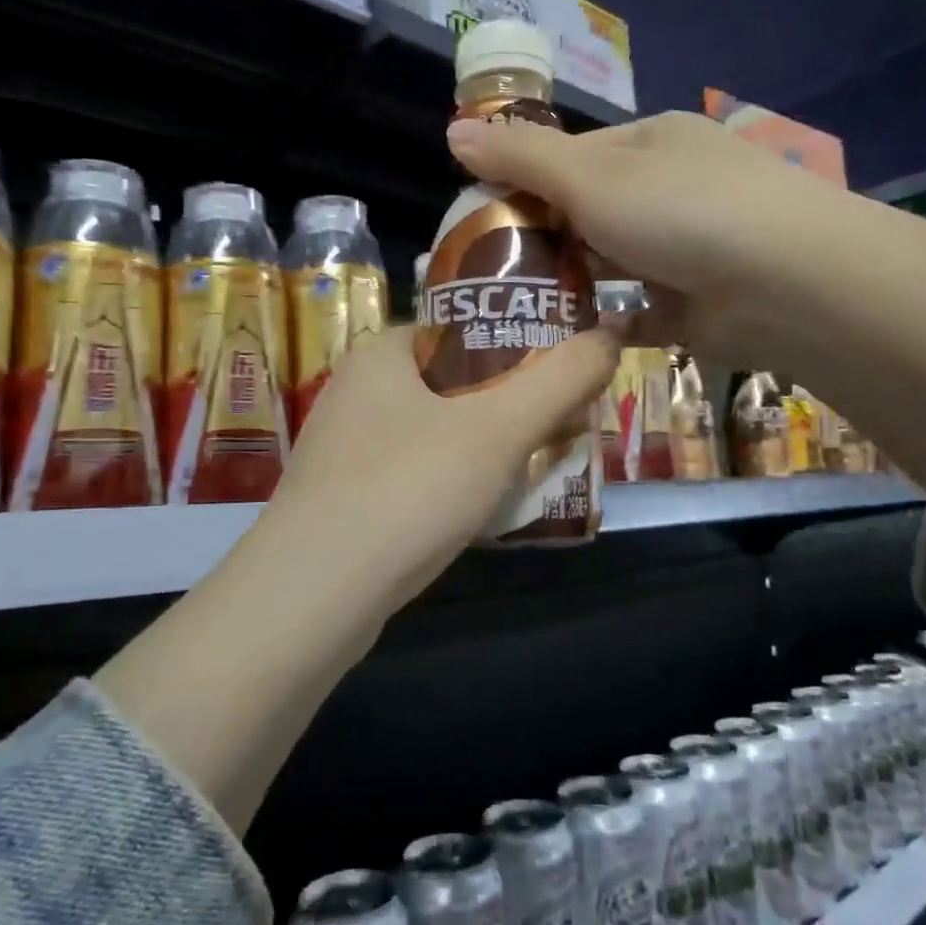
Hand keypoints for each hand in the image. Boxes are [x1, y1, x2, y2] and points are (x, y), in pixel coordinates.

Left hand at [256, 322, 622, 616]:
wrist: (315, 594)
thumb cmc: (409, 488)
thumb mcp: (499, 428)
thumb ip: (560, 378)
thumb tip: (610, 337)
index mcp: (381, 354)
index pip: (462, 330)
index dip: (519, 349)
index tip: (562, 380)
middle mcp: (355, 391)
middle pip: (452, 384)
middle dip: (508, 407)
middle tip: (557, 431)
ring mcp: (343, 449)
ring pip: (433, 433)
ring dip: (481, 449)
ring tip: (528, 472)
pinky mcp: (341, 499)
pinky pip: (411, 475)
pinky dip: (448, 484)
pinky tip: (474, 513)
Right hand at [445, 110, 813, 366]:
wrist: (787, 285)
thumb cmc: (680, 211)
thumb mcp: (590, 176)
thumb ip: (522, 158)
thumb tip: (454, 130)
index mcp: (649, 142)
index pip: (568, 156)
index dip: (520, 182)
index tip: (477, 220)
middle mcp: (670, 188)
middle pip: (588, 212)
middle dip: (543, 240)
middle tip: (489, 275)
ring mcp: (687, 247)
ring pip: (610, 263)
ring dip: (572, 283)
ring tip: (514, 311)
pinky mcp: (695, 302)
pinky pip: (636, 309)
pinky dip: (606, 321)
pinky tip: (565, 339)